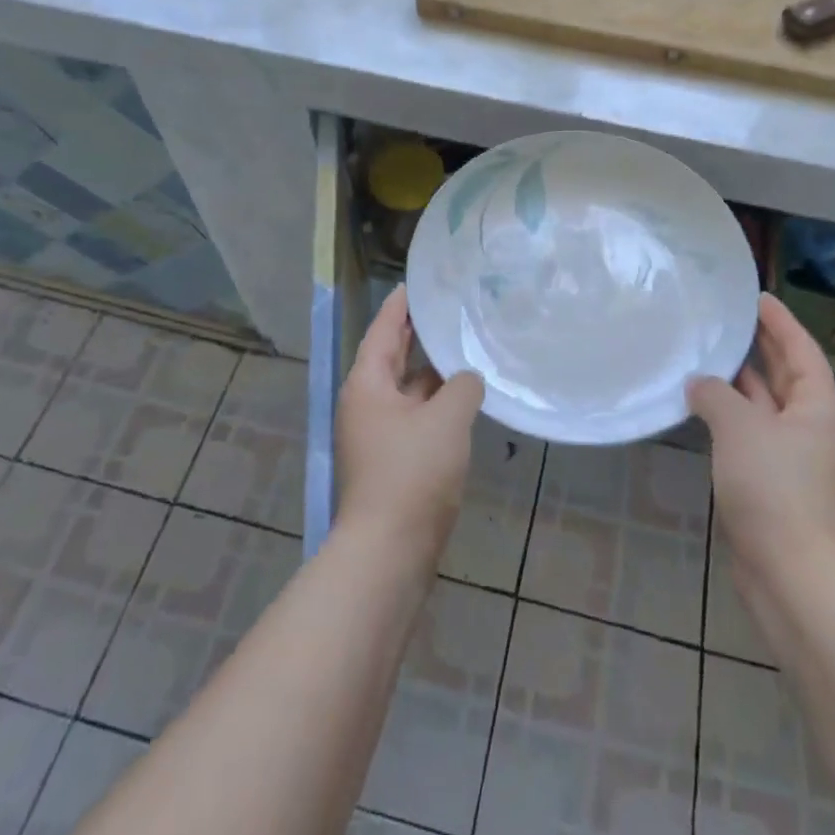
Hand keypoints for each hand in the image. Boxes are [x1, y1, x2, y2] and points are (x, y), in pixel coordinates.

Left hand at [336, 287, 484, 564]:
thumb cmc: (412, 473)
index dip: (401, 304)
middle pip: (393, 357)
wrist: (388, 552)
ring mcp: (379, 434)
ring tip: (465, 346)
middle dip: (418, 334)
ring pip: (409, 389)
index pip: (385, 329)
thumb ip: (462, 386)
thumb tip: (466, 379)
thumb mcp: (446, 419)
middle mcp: (367, 403)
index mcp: (368, 384)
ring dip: (433, 371)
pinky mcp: (394, 460)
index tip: (417, 281)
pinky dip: (437, 402)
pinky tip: (464, 397)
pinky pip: (417, 416)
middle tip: (448, 307)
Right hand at [689, 294, 834, 583]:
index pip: (800, 349)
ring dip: (741, 382)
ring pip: (766, 405)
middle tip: (729, 318)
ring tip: (708, 353)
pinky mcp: (775, 482)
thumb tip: (699, 383)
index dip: (779, 321)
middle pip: (786, 374)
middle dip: (760, 346)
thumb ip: (715, 394)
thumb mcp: (739, 428)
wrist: (790, 572)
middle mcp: (812, 426)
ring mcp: (794, 457)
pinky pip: (753, 433)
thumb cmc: (773, 486)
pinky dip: (732, 414)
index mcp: (818, 406)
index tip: (757, 297)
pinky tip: (703, 405)